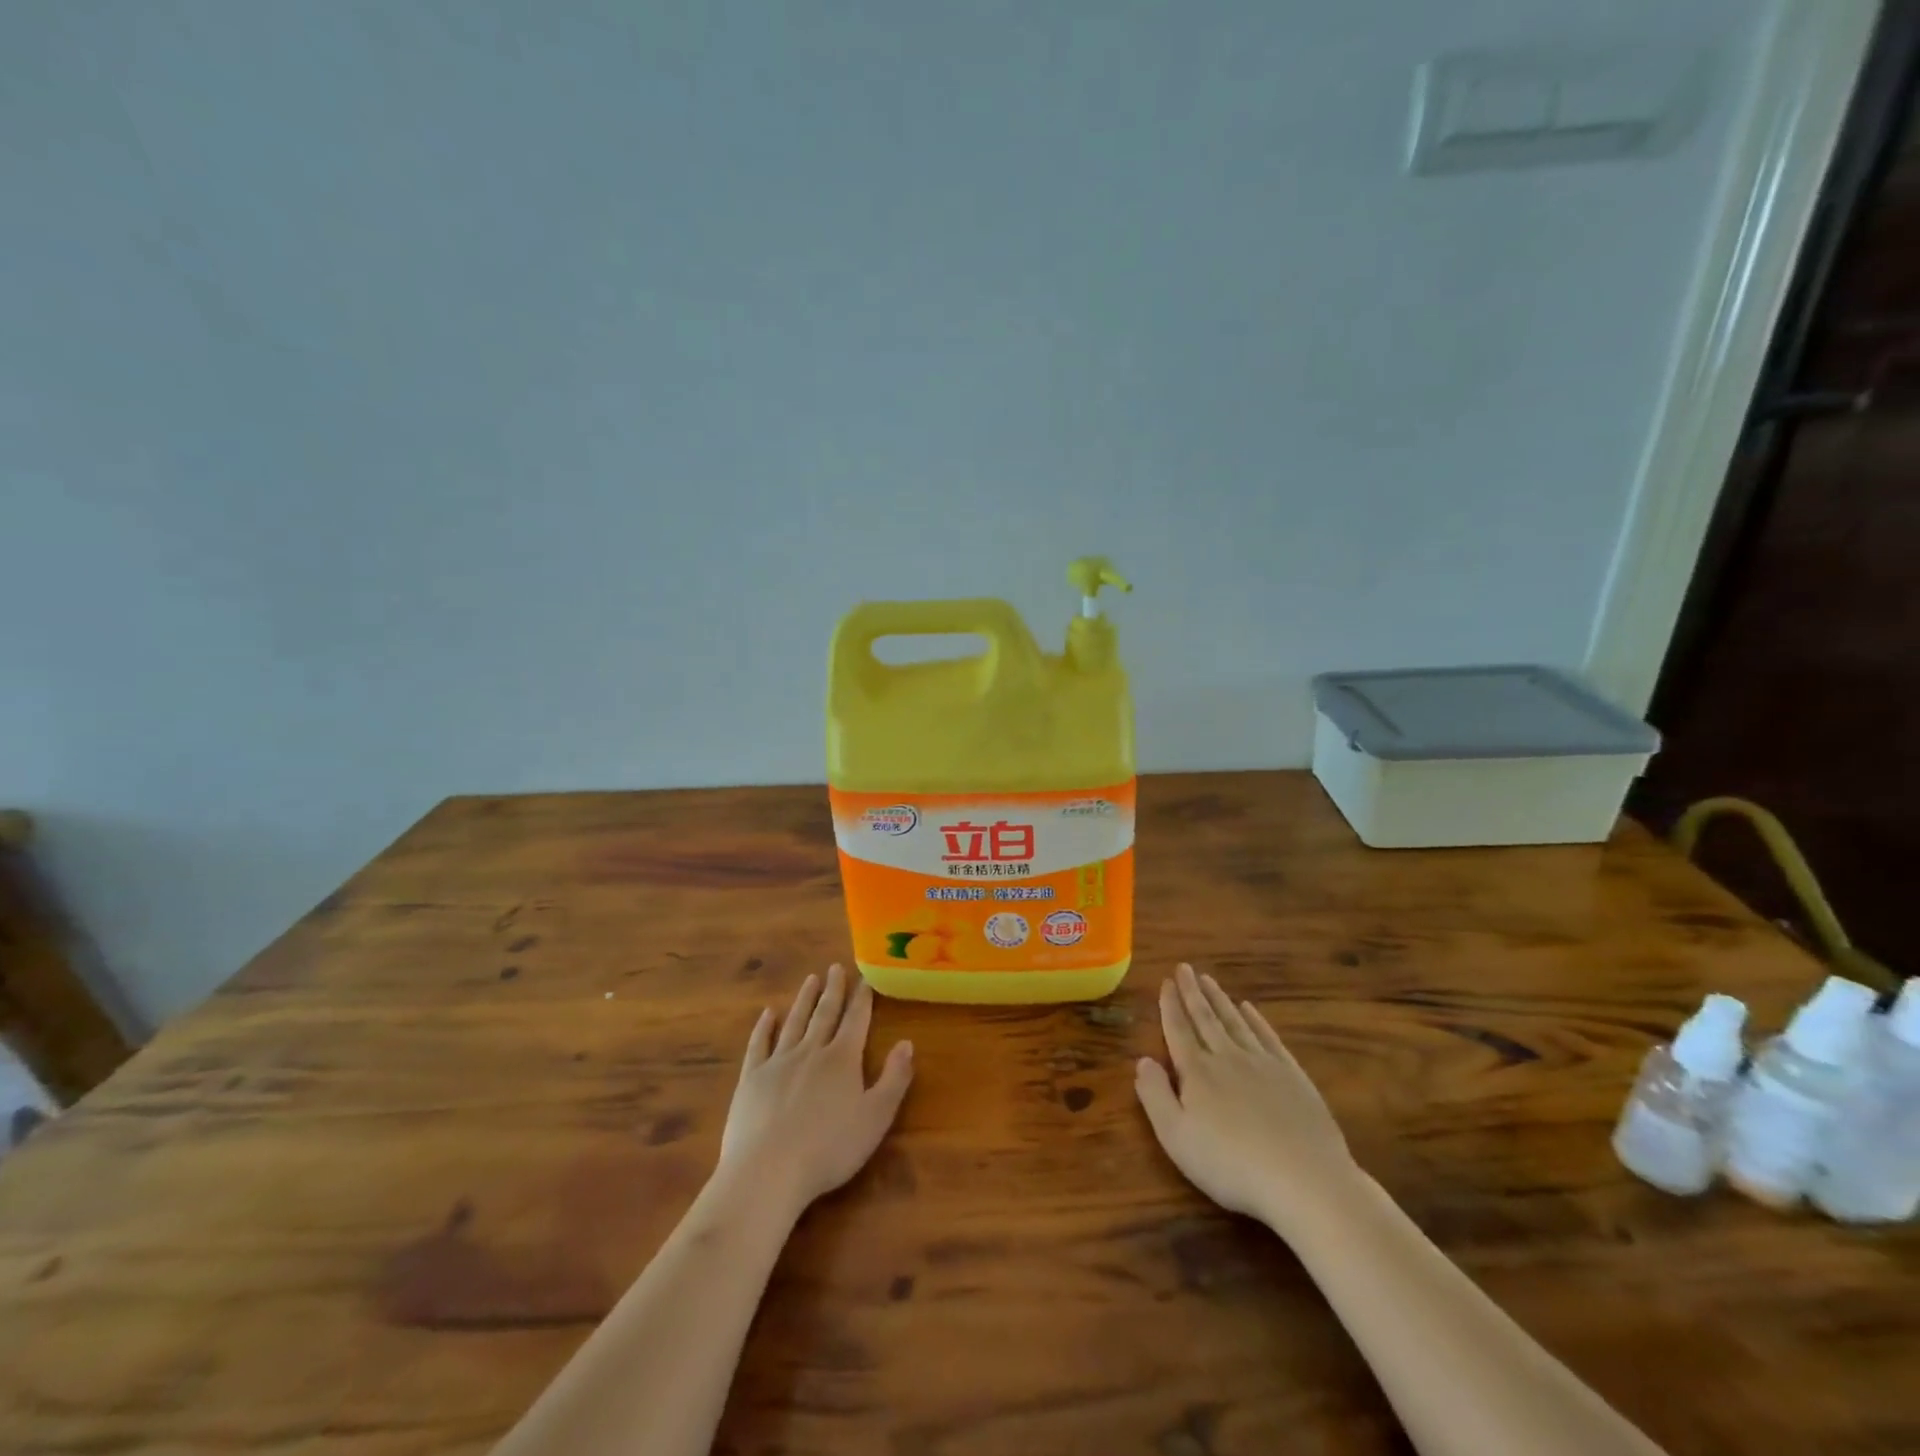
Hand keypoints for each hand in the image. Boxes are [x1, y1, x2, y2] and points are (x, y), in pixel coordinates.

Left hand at [717, 965, 913, 1217]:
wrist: (768, 1171)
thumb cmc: (829, 1149)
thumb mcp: (875, 1118)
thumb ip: (894, 1079)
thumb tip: (907, 1042)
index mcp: (842, 1059)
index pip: (856, 1020)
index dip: (863, 999)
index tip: (866, 978)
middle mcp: (811, 1050)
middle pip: (825, 1014)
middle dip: (833, 990)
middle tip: (836, 967)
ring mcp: (778, 1062)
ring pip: (795, 1021)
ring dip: (804, 999)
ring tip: (811, 979)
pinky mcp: (751, 1078)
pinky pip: (760, 1043)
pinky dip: (765, 1026)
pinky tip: (769, 1013)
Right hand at [1136, 964, 1358, 1232]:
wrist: (1304, 1179)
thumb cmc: (1231, 1164)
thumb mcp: (1176, 1137)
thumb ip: (1155, 1095)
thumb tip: (1142, 1060)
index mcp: (1197, 1072)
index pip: (1178, 1030)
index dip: (1170, 1006)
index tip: (1165, 982)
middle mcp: (1227, 1057)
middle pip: (1205, 1019)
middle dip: (1192, 992)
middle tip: (1184, 968)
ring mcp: (1263, 1064)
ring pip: (1235, 1022)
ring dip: (1220, 999)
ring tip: (1208, 979)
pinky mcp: (1293, 1076)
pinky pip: (1268, 1037)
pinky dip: (1256, 1020)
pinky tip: (1249, 1008)